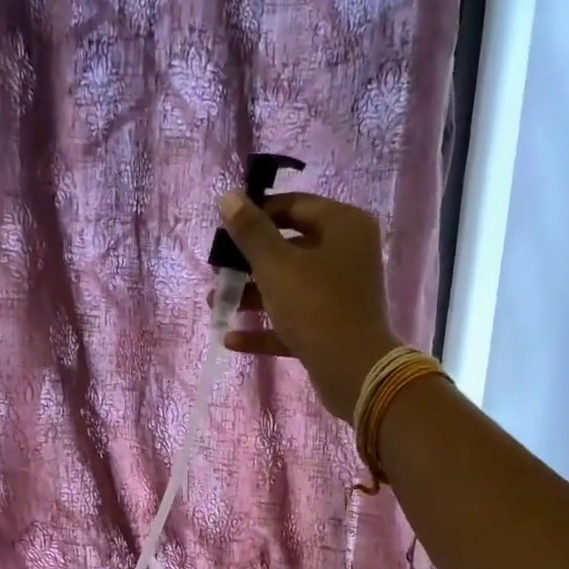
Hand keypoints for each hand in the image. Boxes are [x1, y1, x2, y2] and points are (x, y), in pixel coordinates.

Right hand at [215, 191, 404, 419]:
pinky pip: (292, 320)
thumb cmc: (316, 307)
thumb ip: (250, 231)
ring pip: (288, 285)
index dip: (256, 214)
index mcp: (343, 226)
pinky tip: (231, 338)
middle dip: (248, 261)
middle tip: (216, 270)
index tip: (224, 230)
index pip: (294, 206)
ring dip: (251, 294)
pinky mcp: (331, 328)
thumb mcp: (276, 266)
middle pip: (289, 247)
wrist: (354, 372)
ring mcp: (340, 293)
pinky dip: (265, 327)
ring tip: (214, 304)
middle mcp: (346, 254)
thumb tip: (229, 196)